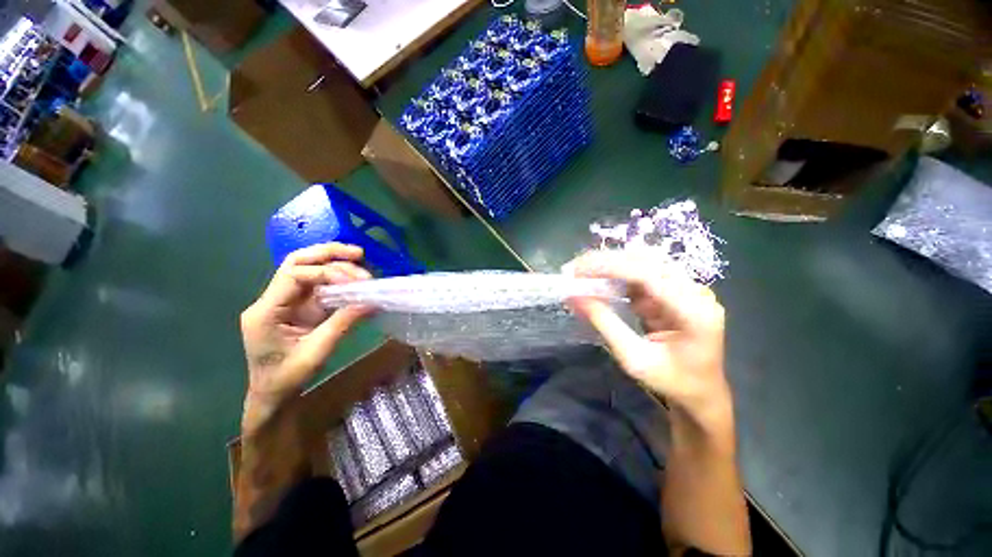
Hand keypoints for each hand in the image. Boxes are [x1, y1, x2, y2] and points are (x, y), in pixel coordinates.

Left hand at [239, 243, 372, 430]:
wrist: (272, 394)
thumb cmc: (287, 378)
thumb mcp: (317, 353)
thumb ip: (343, 324)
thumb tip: (372, 302)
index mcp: (266, 311)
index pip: (294, 275)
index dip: (327, 272)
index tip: (356, 282)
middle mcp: (272, 299)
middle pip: (297, 262)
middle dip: (328, 253)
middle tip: (358, 253)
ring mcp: (285, 301)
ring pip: (308, 269)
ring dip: (335, 263)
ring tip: (362, 263)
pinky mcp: (298, 306)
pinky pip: (318, 284)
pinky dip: (338, 278)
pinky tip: (355, 279)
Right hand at [565, 250, 731, 424]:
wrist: (700, 391)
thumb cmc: (671, 381)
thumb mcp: (633, 358)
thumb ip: (605, 324)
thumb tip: (574, 297)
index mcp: (694, 311)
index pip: (648, 273)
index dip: (610, 266)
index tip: (578, 270)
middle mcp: (694, 291)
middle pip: (646, 261)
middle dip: (606, 261)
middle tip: (574, 269)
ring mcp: (686, 288)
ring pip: (643, 262)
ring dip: (610, 265)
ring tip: (581, 272)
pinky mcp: (673, 290)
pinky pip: (641, 273)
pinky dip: (616, 275)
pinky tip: (597, 280)